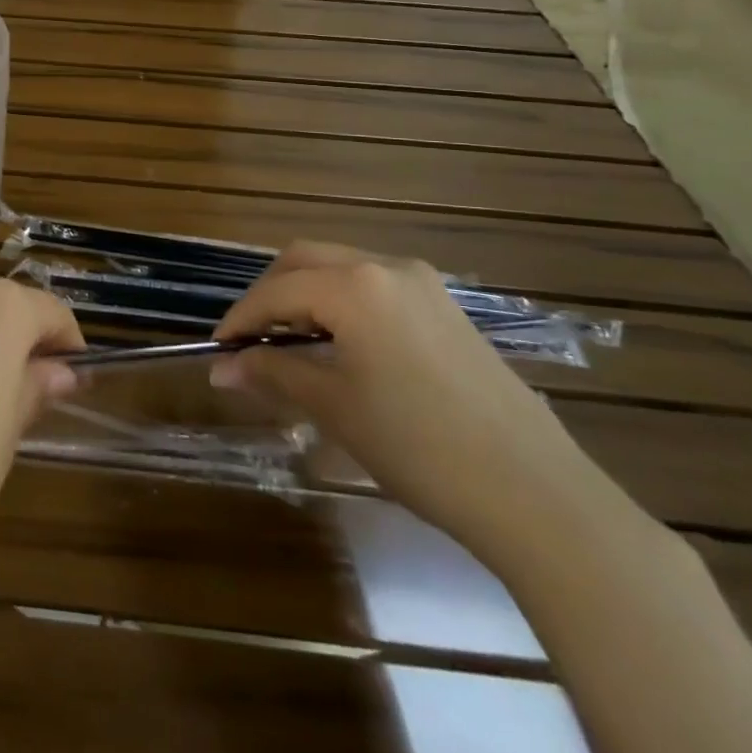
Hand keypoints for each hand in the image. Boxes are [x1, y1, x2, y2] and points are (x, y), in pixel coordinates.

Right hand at [212, 242, 643, 568]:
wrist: (533, 492)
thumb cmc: (417, 445)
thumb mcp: (333, 406)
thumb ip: (272, 372)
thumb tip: (221, 367)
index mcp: (354, 285)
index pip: (276, 291)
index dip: (240, 318)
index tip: (218, 349)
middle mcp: (387, 267)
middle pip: (305, 260)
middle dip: (270, 294)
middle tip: (250, 338)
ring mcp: (424, 284)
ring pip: (342, 269)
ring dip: (306, 295)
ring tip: (290, 343)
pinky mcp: (447, 308)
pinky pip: (375, 287)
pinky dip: (342, 304)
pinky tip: (340, 346)